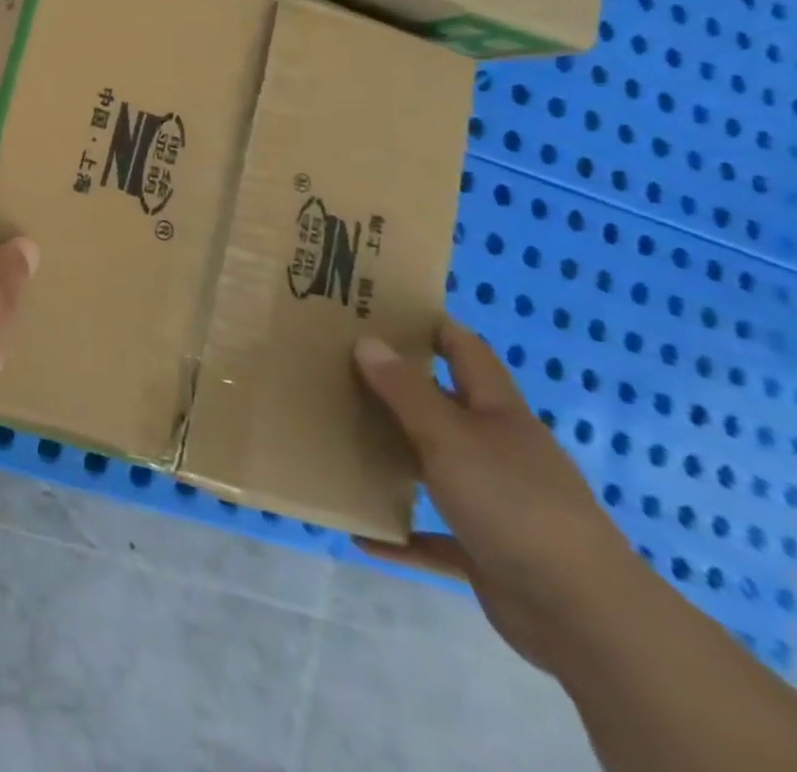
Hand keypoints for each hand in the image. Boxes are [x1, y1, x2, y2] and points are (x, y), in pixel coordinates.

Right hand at [353, 322, 638, 670]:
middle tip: (340, 366)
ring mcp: (498, 504)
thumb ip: (405, 390)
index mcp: (499, 416)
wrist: (585, 618)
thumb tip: (367, 340)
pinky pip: (434, 538)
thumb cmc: (514, 505)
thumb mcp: (449, 437)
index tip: (384, 308)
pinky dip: (401, 534)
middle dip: (399, 388)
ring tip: (341, 439)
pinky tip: (362, 534)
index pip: (467, 353)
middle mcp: (501, 452)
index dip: (433, 326)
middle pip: (446, 407)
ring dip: (396, 457)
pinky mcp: (490, 552)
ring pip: (437, 467)